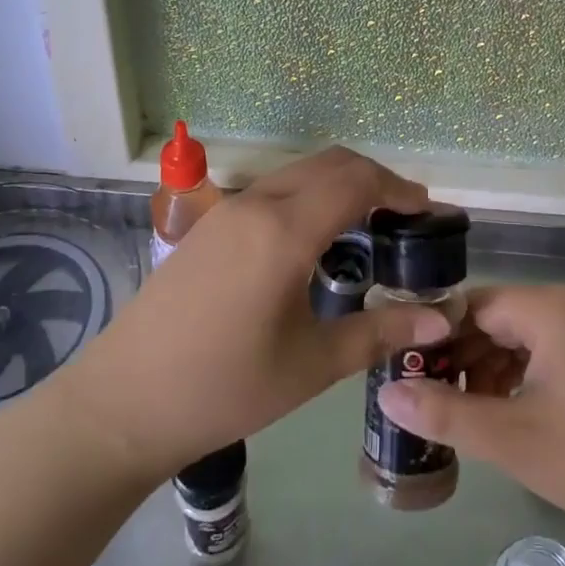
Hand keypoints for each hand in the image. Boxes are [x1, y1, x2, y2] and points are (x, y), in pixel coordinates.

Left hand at [72, 147, 444, 478]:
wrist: (124, 402)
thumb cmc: (224, 388)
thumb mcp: (311, 365)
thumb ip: (380, 333)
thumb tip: (441, 322)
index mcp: (284, 231)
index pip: (356, 182)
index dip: (399, 188)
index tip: (428, 210)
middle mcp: (256, 203)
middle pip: (330, 163)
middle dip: (374, 178)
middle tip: (405, 215)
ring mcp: (226, 209)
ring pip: (298, 172)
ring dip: (339, 184)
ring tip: (368, 224)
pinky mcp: (208, 224)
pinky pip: (272, 189)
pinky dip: (308, 195)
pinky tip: (315, 239)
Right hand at [377, 285, 564, 554]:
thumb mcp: (513, 439)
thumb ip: (445, 414)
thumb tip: (388, 393)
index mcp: (548, 309)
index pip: (472, 306)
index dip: (436, 338)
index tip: (410, 373)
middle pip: (498, 317)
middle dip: (463, 355)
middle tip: (433, 399)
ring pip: (524, 334)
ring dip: (492, 367)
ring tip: (469, 412)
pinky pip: (552, 347)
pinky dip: (524, 372)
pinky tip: (513, 411)